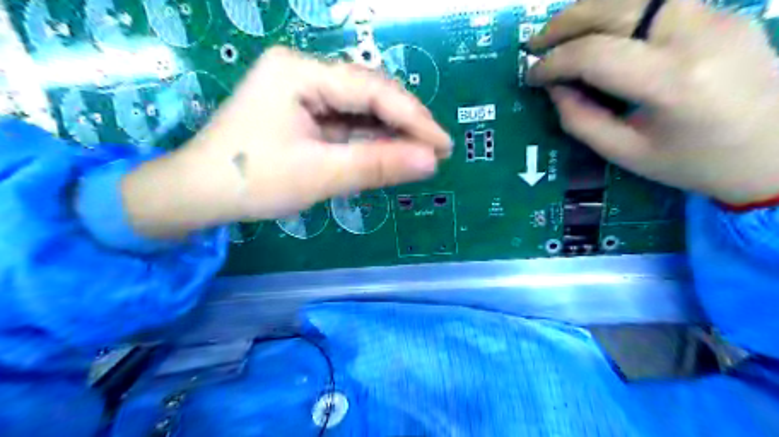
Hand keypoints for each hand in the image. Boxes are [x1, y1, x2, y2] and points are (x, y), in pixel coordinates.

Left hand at [120, 47, 450, 238]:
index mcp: (300, 72)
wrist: (198, 194)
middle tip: (435, 151)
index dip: (413, 118)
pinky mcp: (302, 111)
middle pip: (368, 94)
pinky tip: (388, 152)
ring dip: (389, 133)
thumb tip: (431, 161)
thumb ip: (376, 165)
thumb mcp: (319, 175)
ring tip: (419, 154)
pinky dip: (368, 140)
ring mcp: (302, 91)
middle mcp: (303, 72)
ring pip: (360, 109)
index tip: (443, 145)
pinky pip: (345, 122)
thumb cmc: (251, 181)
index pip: (372, 91)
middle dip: (404, 124)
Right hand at [527, 0, 778, 206]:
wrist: (778, 151)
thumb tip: (553, 88)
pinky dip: (617, 13)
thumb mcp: (626, 153)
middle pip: (615, 7)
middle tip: (534, 44)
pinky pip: (658, 3)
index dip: (553, 63)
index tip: (530, 77)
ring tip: (561, 33)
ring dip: (589, 10)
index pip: (595, 54)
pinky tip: (599, 33)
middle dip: (564, 23)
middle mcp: (696, 35)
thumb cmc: (694, 163)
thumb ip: (581, 120)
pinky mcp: (722, 13)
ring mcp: (716, 17)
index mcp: (671, 83)